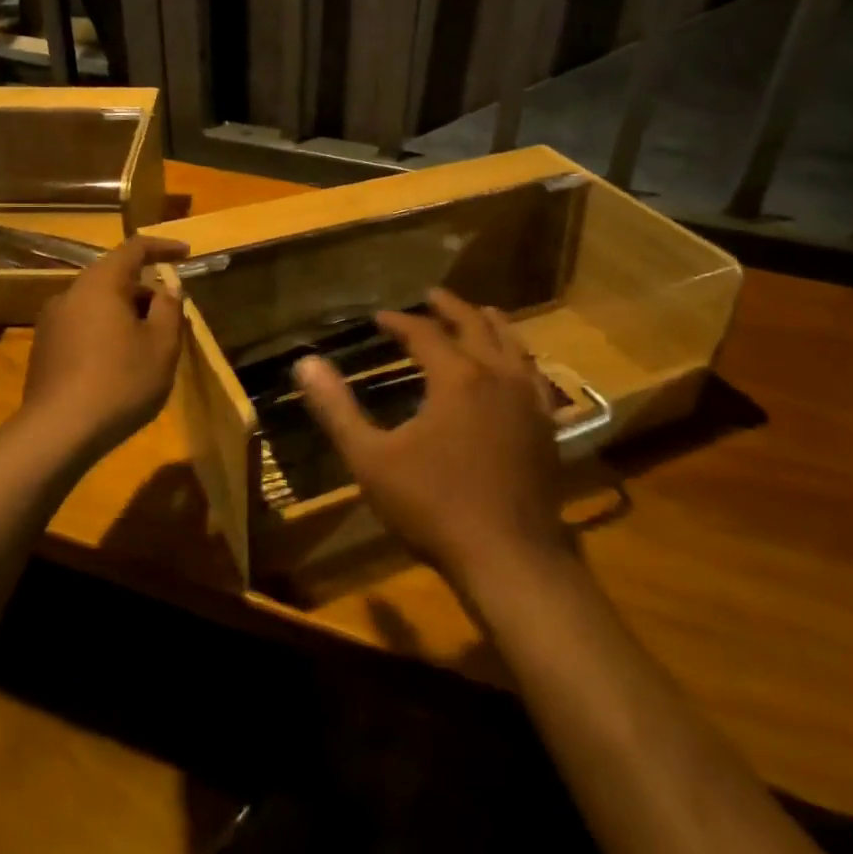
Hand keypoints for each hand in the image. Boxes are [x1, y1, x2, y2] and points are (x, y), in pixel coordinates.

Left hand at [20, 235, 189, 459]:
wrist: (57, 432)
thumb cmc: (120, 381)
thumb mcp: (162, 345)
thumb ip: (169, 309)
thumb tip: (166, 289)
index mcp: (100, 284)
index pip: (134, 249)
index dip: (163, 248)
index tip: (186, 254)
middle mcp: (70, 294)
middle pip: (114, 279)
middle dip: (146, 293)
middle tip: (172, 319)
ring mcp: (51, 323)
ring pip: (98, 306)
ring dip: (126, 316)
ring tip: (148, 348)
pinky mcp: (43, 350)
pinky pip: (83, 328)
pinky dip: (106, 334)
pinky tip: (119, 367)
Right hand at [294, 288, 569, 590]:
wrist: (509, 558)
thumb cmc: (433, 506)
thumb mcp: (371, 459)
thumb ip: (337, 409)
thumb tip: (305, 364)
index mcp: (456, 377)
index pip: (424, 333)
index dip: (400, 322)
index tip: (380, 318)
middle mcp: (497, 376)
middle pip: (475, 325)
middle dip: (450, 308)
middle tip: (433, 295)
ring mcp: (529, 401)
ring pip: (513, 345)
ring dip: (491, 324)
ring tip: (480, 314)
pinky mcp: (547, 427)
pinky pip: (534, 377)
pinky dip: (518, 359)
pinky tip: (516, 370)